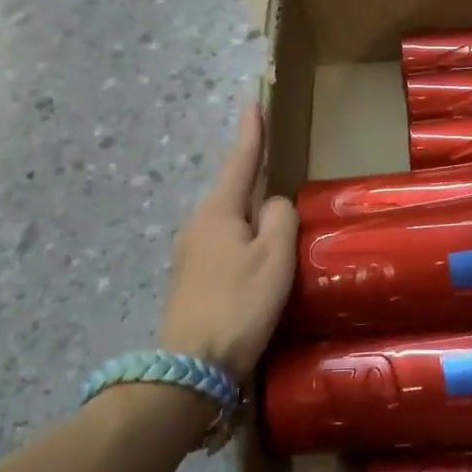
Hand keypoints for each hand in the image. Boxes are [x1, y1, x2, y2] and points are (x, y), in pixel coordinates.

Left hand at [160, 106, 296, 384]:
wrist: (191, 369)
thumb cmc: (239, 304)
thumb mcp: (274, 256)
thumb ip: (279, 217)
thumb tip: (272, 205)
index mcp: (219, 211)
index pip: (240, 160)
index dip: (251, 131)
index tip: (252, 101)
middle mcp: (199, 224)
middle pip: (233, 189)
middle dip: (253, 172)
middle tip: (275, 158)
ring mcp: (192, 253)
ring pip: (230, 219)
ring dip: (251, 210)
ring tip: (275, 211)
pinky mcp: (194, 279)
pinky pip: (226, 242)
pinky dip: (245, 237)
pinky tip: (259, 253)